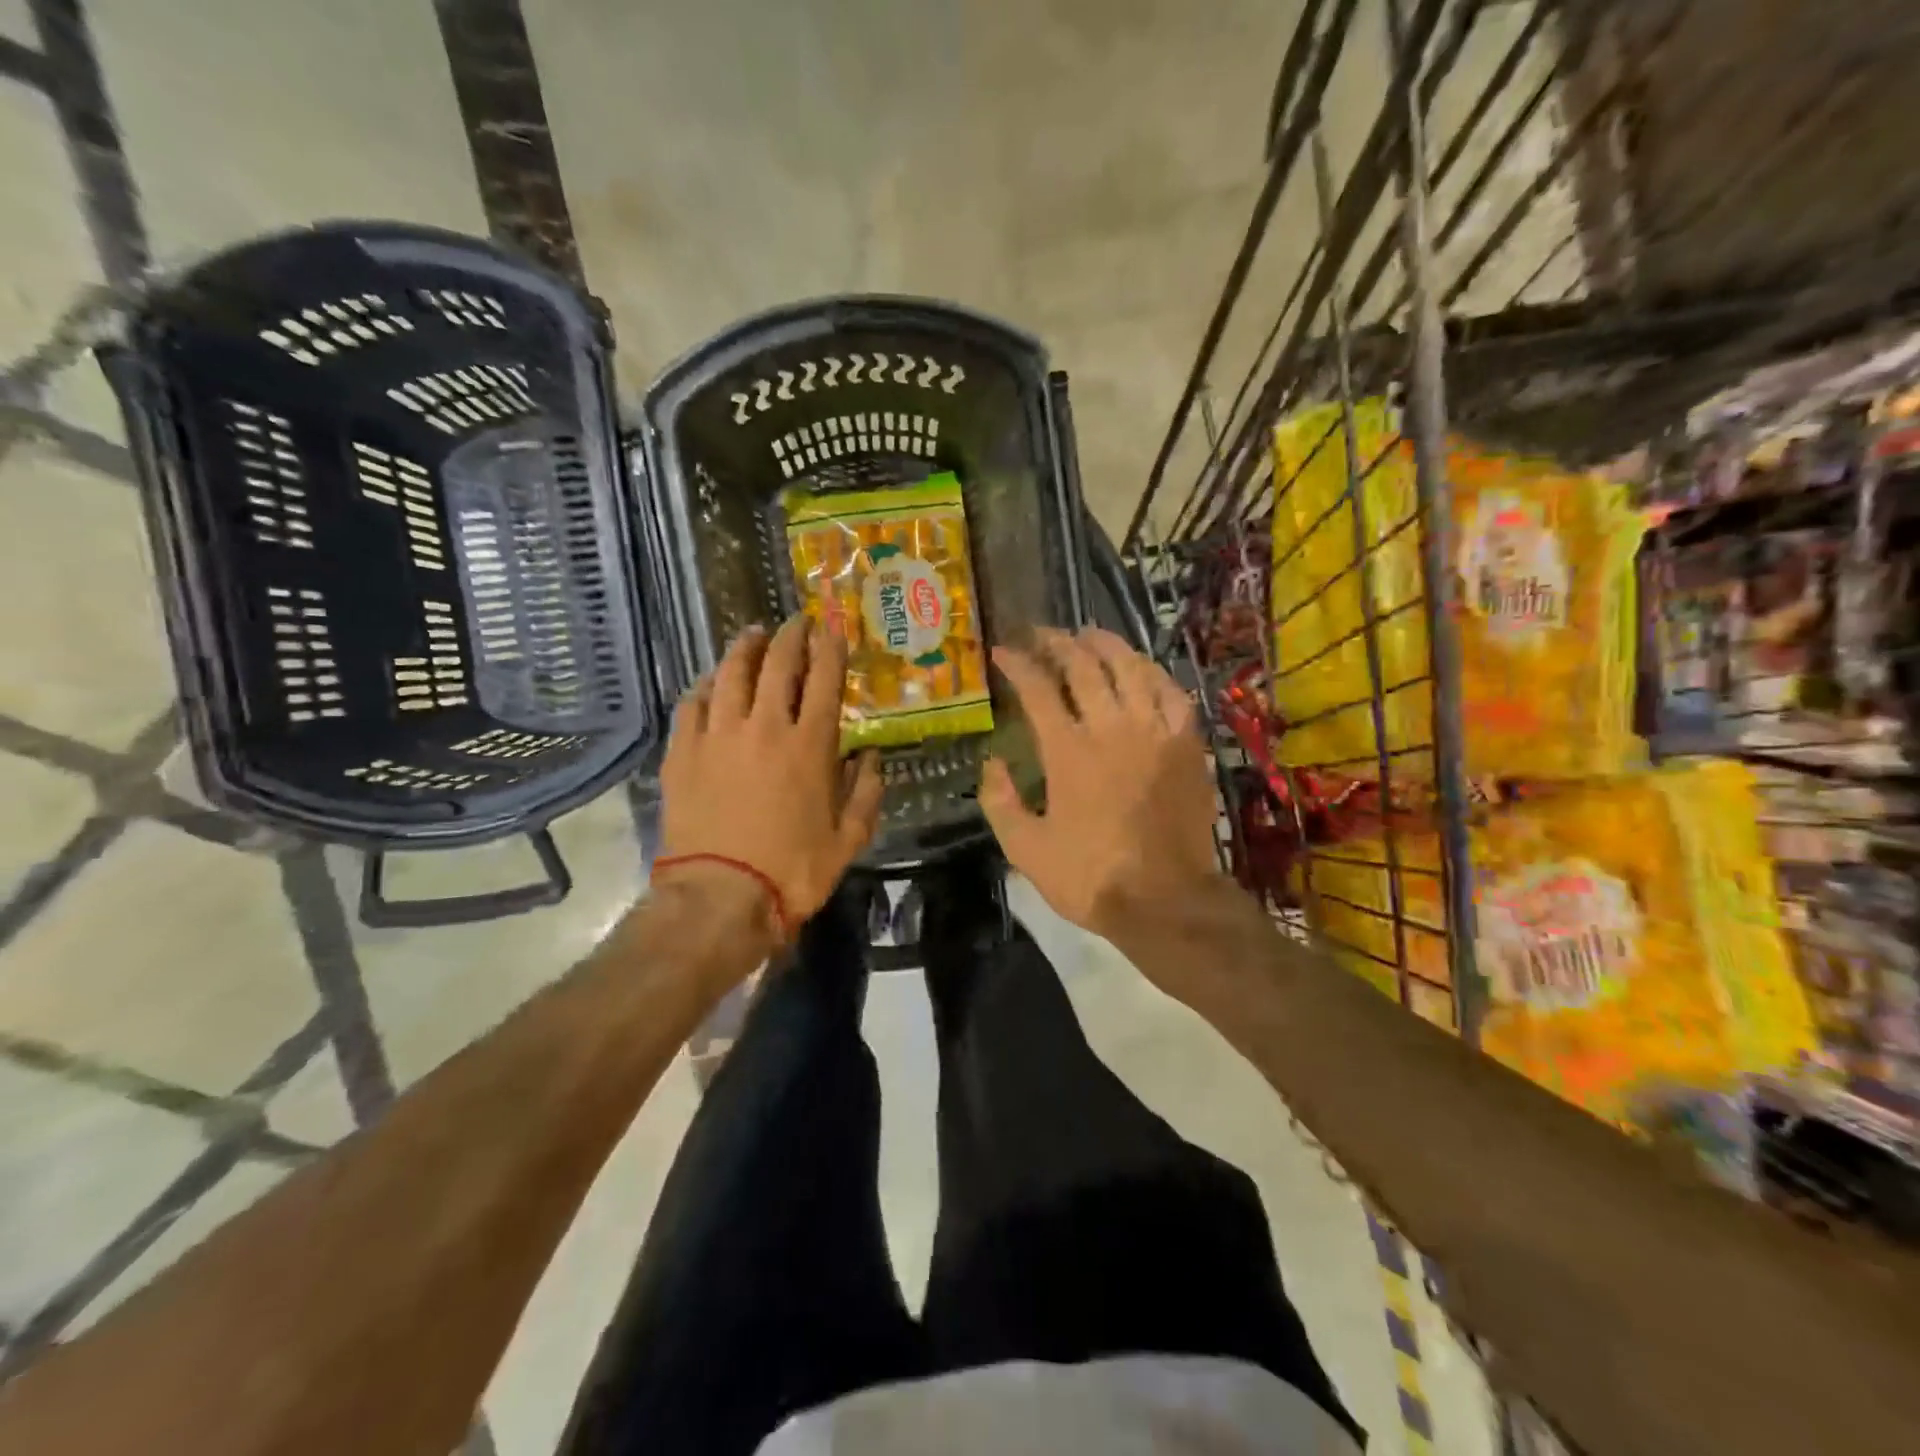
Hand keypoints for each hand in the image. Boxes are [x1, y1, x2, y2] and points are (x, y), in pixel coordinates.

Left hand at [658, 617, 883, 936]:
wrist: (719, 898)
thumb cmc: (791, 872)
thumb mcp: (848, 840)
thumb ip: (866, 793)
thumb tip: (871, 756)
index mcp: (810, 746)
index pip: (825, 681)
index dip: (831, 649)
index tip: (834, 628)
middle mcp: (764, 727)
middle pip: (778, 664)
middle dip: (791, 636)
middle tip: (796, 621)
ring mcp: (718, 736)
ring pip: (731, 674)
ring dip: (745, 648)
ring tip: (753, 634)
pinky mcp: (683, 752)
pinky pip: (693, 703)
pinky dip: (706, 685)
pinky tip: (712, 681)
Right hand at [981, 627, 1225, 940]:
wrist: (1166, 901)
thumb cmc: (1091, 877)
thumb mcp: (1026, 849)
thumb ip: (999, 802)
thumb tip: (992, 763)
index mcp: (1068, 751)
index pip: (1038, 688)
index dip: (1017, 664)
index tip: (1002, 651)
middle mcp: (1112, 728)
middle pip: (1084, 666)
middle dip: (1058, 642)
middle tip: (1043, 634)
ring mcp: (1155, 732)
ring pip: (1132, 668)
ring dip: (1107, 645)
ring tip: (1089, 635)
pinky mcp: (1187, 745)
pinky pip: (1172, 693)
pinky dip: (1153, 674)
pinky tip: (1142, 671)